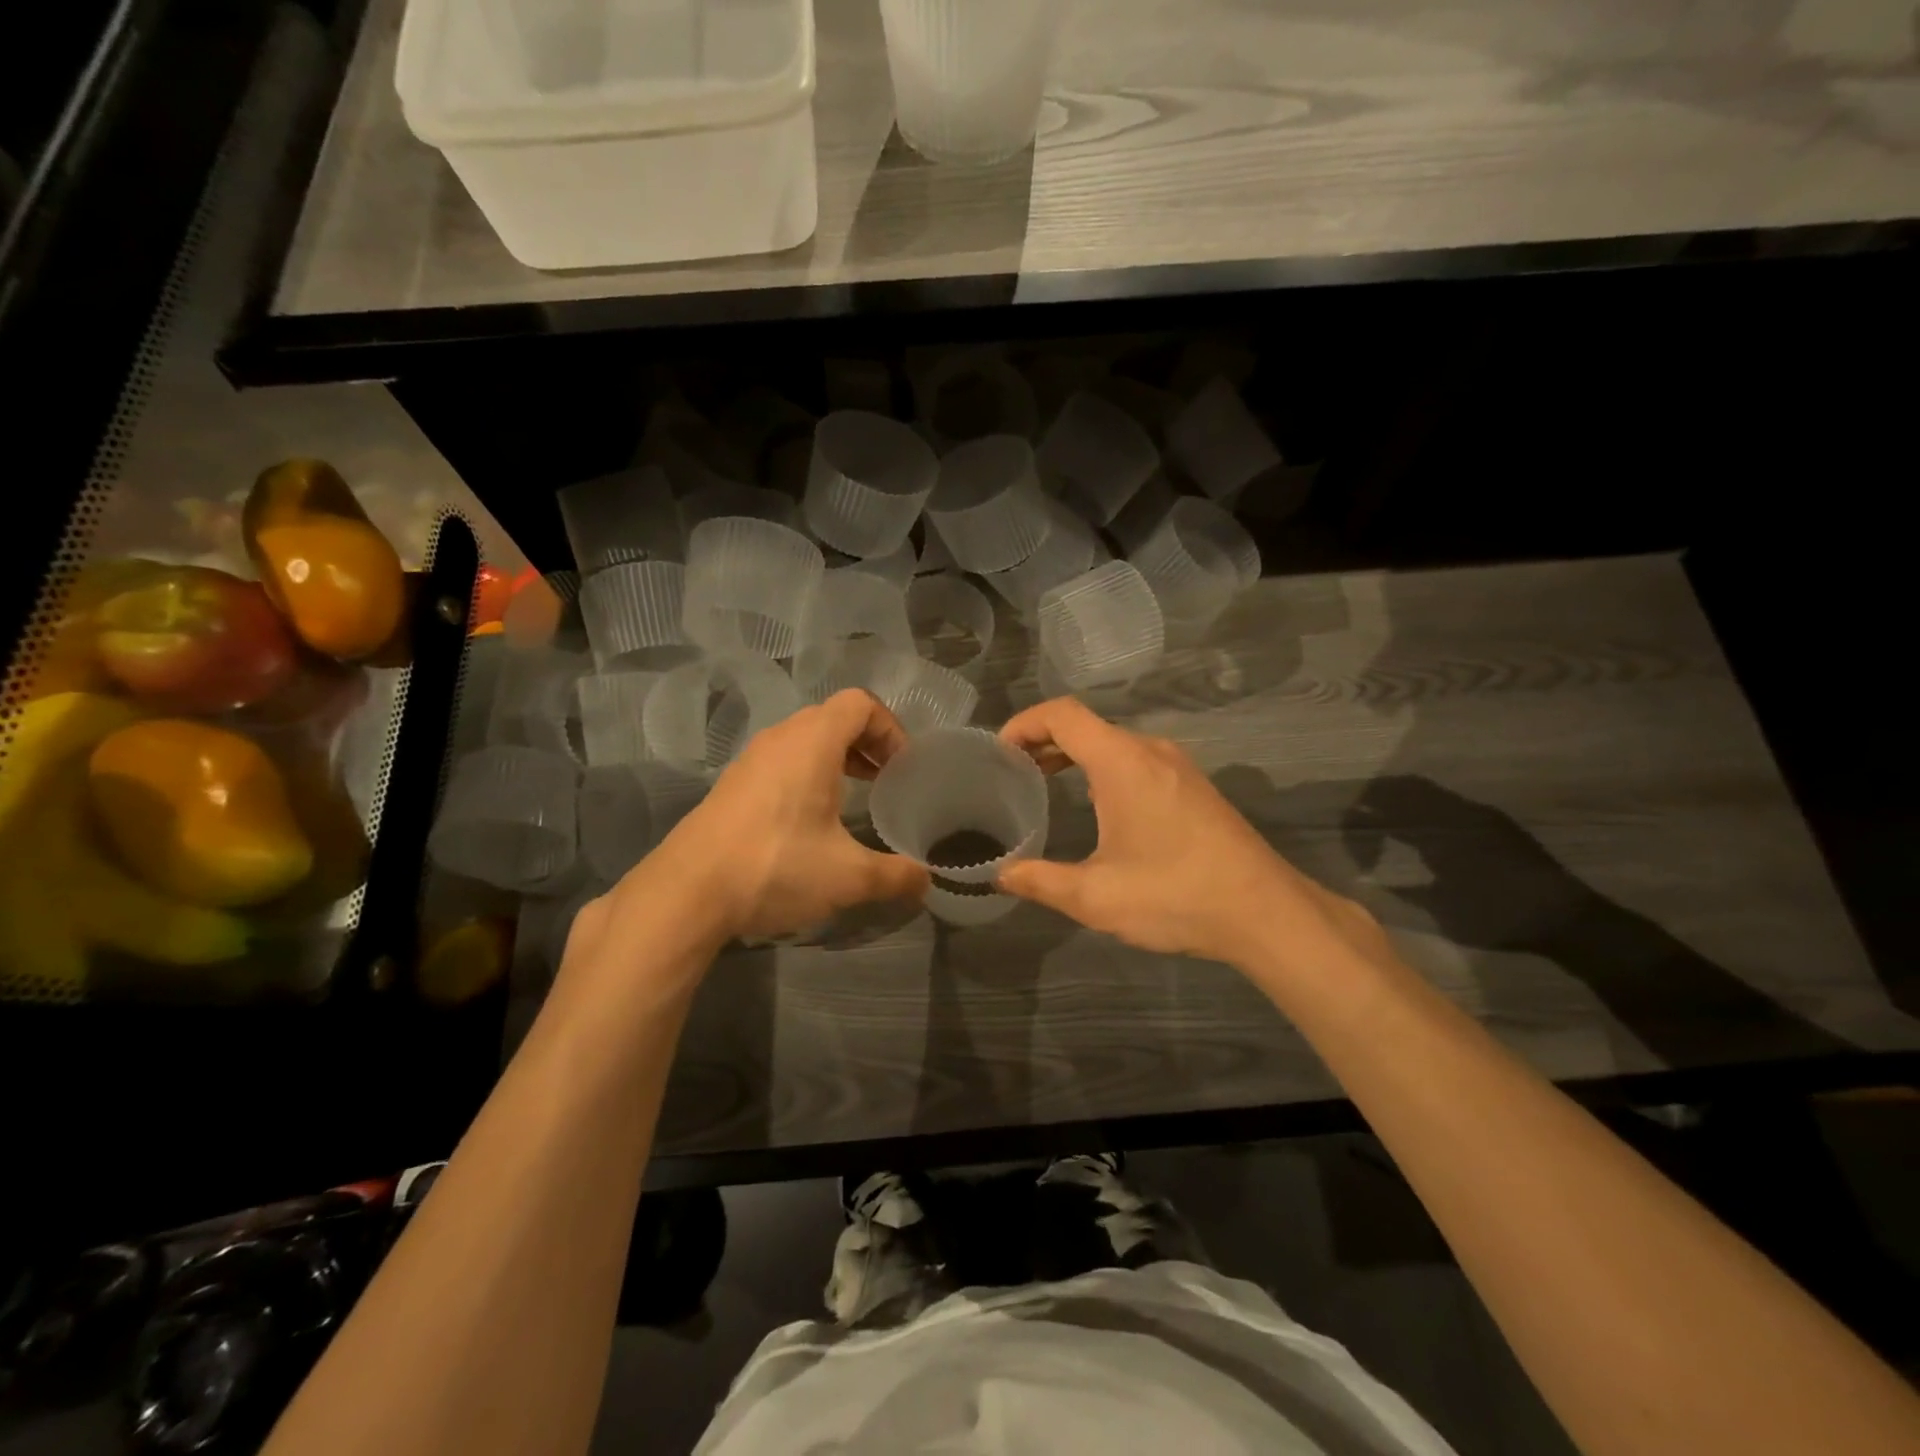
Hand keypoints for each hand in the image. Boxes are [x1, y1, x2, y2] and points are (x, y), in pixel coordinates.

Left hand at [646, 690, 928, 941]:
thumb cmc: (776, 866)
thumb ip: (896, 875)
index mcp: (813, 742)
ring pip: (803, 739)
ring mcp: (751, 760)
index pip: (861, 704)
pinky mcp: (732, 785)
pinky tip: (808, 822)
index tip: (902, 768)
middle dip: (866, 743)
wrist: (686, 892)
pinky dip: (806, 775)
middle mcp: (780, 739)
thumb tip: (927, 882)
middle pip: (833, 717)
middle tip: (884, 781)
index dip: (890, 729)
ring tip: (852, 799)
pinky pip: (780, 761)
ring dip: (835, 759)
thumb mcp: (848, 877)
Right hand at [996, 698, 1382, 972]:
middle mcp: (1151, 751)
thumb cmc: (1175, 895)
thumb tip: (1000, 874)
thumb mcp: (1095, 896)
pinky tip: (1097, 805)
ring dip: (1075, 755)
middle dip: (1044, 741)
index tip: (999, 752)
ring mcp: (1179, 767)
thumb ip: (1040, 881)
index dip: (1024, 723)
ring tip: (1044, 782)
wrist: (1266, 913)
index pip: (1062, 714)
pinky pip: (1137, 760)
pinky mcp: (1195, 787)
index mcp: (1122, 762)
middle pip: (1087, 725)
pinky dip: (1104, 768)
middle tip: (1012, 771)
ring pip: (1114, 743)